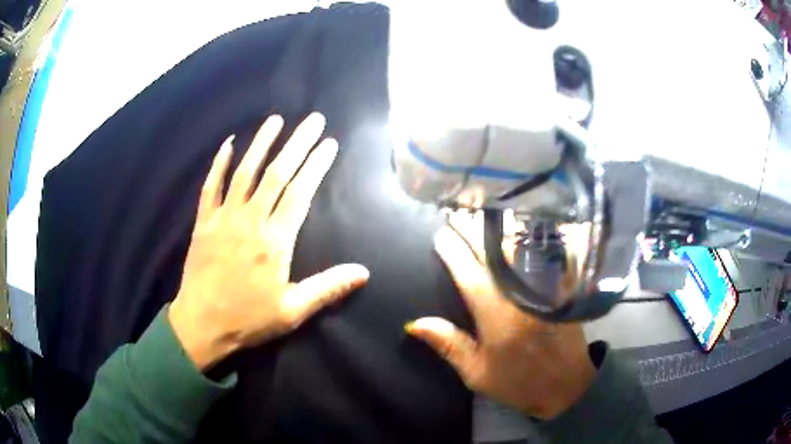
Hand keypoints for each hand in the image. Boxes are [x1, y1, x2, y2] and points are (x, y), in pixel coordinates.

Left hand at [169, 113, 369, 370]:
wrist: (201, 325)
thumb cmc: (248, 319)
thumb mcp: (293, 311)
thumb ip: (328, 288)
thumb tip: (364, 273)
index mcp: (275, 241)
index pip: (300, 193)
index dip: (316, 166)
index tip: (329, 144)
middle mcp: (250, 221)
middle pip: (276, 174)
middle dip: (297, 144)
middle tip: (313, 119)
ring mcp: (223, 218)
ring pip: (244, 172)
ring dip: (261, 143)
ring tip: (276, 120)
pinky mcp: (203, 222)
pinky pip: (210, 186)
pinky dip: (218, 164)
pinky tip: (227, 144)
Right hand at [405, 212, 594, 419]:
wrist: (568, 384)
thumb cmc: (519, 381)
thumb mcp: (477, 373)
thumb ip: (448, 344)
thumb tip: (415, 323)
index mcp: (495, 311)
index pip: (467, 269)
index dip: (451, 249)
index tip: (439, 234)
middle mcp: (519, 289)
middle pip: (491, 249)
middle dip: (471, 228)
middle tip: (456, 213)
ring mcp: (542, 284)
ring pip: (517, 244)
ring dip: (496, 228)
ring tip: (480, 214)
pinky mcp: (558, 284)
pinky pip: (540, 252)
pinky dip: (525, 237)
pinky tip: (516, 229)